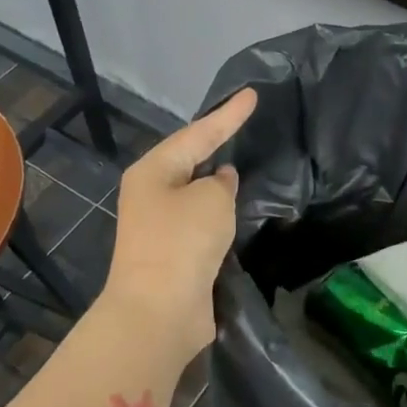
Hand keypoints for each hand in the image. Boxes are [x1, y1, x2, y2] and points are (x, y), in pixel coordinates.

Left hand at [102, 87, 257, 353]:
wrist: (159, 311)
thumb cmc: (182, 242)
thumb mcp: (211, 199)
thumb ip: (221, 183)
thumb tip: (220, 181)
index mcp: (153, 171)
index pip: (198, 133)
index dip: (228, 115)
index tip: (253, 95)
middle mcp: (152, 195)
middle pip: (192, 161)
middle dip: (218, 145)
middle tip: (247, 125)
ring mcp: (161, 227)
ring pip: (198, 195)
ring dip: (220, 185)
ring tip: (249, 165)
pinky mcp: (175, 256)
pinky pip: (203, 225)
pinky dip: (221, 217)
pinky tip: (241, 212)